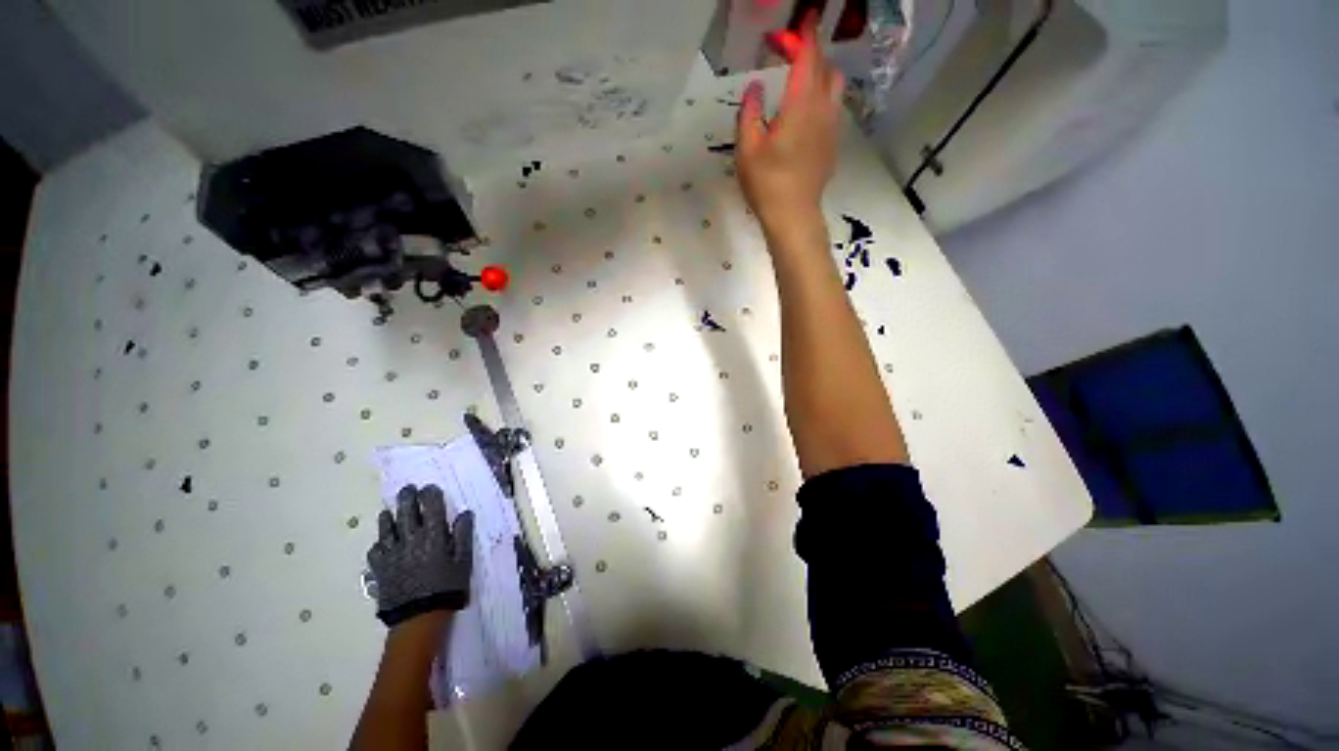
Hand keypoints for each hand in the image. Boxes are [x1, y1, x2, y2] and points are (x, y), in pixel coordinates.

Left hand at [367, 485, 474, 626]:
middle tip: (408, 489)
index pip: (430, 505)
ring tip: (391, 511)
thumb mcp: (463, 561)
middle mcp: (410, 538)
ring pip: (386, 527)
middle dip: (407, 496)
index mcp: (433, 535)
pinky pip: (375, 549)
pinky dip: (379, 542)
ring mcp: (391, 553)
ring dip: (389, 515)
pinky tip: (384, 543)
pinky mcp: (379, 568)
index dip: (430, 493)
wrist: (419, 618)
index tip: (430, 488)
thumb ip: (463, 535)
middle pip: (405, 510)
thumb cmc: (448, 587)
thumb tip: (465, 513)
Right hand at [736, 13, 844, 235]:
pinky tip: (807, 112)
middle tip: (791, 53)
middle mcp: (822, 110)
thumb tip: (755, 87)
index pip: (808, 58)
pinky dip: (823, 97)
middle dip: (811, 52)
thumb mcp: (747, 149)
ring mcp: (831, 128)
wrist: (793, 216)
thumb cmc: (767, 184)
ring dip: (821, 74)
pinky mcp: (833, 145)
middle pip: (825, 68)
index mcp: (800, 106)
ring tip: (802, 80)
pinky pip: (833, 108)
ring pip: (835, 87)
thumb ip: (749, 113)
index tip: (804, 19)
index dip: (805, 35)